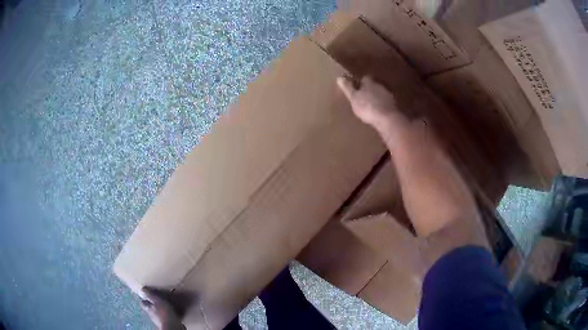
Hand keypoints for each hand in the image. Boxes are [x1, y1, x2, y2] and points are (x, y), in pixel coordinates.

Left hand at [140, 287, 185, 329]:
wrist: (173, 326)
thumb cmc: (164, 313)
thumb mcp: (157, 301)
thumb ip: (150, 295)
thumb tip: (141, 289)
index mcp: (148, 308)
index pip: (143, 302)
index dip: (145, 298)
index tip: (148, 294)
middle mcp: (152, 315)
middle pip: (150, 308)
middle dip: (153, 304)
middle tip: (158, 299)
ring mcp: (159, 320)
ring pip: (158, 313)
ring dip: (161, 309)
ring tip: (166, 305)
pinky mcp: (167, 323)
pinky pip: (166, 317)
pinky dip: (168, 314)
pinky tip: (172, 312)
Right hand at [337, 75, 404, 129]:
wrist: (387, 119)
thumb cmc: (367, 107)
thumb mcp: (353, 97)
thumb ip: (347, 88)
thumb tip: (339, 77)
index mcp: (369, 82)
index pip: (364, 78)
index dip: (360, 82)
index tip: (355, 88)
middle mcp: (380, 86)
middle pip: (373, 85)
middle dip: (368, 90)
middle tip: (362, 98)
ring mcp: (388, 95)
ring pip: (380, 94)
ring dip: (375, 98)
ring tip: (369, 106)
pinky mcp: (393, 105)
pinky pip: (385, 103)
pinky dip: (381, 106)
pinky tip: (378, 112)